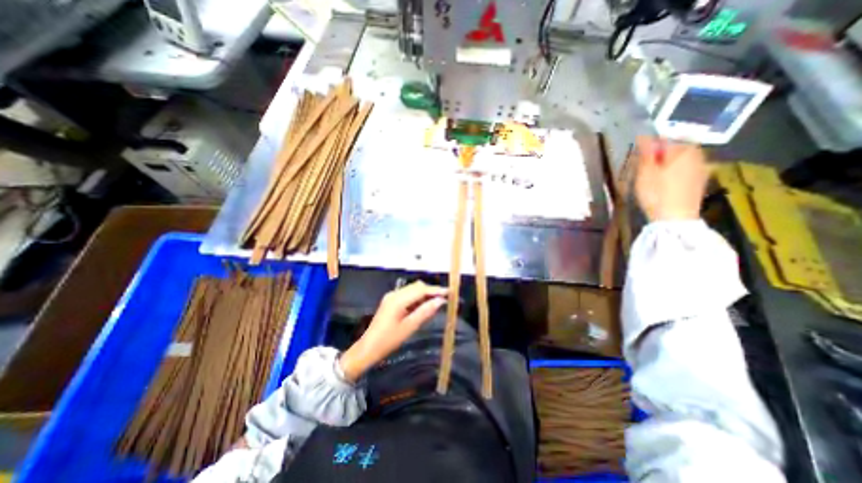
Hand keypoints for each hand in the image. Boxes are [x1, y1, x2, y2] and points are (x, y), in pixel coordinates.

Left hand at [337, 281, 448, 382]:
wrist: (368, 348)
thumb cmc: (388, 340)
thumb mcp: (409, 327)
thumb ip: (425, 312)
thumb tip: (441, 301)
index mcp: (398, 299)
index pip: (421, 290)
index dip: (436, 290)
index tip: (449, 292)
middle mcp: (394, 294)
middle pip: (417, 286)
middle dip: (431, 291)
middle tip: (444, 300)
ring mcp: (391, 296)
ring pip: (413, 289)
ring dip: (424, 294)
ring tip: (435, 304)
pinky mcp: (390, 301)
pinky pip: (407, 295)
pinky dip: (417, 298)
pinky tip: (422, 307)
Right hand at [632, 134, 706, 220]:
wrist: (675, 218)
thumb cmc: (656, 193)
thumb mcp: (645, 172)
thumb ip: (646, 153)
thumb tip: (644, 137)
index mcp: (683, 150)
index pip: (664, 139)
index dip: (649, 145)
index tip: (638, 155)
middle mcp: (697, 155)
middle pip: (676, 148)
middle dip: (661, 153)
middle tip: (645, 165)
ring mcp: (702, 168)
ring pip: (682, 159)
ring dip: (668, 162)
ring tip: (653, 174)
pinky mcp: (700, 181)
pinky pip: (686, 169)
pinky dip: (675, 171)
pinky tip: (665, 182)